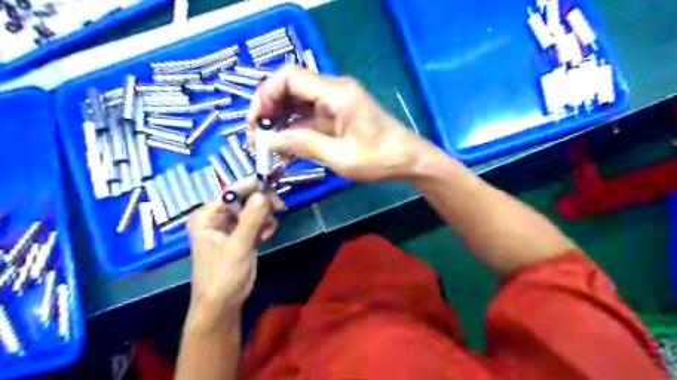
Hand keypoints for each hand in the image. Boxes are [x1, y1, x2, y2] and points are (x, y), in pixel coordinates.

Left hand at [184, 180, 280, 327]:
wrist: (223, 304)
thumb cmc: (223, 275)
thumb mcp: (238, 246)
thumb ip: (251, 219)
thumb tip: (263, 194)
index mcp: (207, 216)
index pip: (231, 192)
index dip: (251, 184)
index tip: (273, 178)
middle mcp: (218, 218)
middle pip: (245, 198)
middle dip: (262, 202)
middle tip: (280, 207)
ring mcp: (231, 227)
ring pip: (253, 209)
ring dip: (265, 216)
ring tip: (268, 230)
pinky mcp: (242, 236)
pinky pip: (257, 221)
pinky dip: (265, 225)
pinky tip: (267, 236)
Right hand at [248, 65, 432, 180]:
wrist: (408, 160)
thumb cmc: (379, 159)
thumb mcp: (340, 157)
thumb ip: (303, 145)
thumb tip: (268, 139)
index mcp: (336, 93)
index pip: (289, 77)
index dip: (266, 95)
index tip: (256, 120)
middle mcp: (334, 90)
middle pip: (291, 88)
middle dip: (270, 109)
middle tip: (257, 135)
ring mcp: (336, 102)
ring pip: (298, 103)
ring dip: (281, 121)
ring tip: (267, 144)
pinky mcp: (338, 115)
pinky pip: (310, 117)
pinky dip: (295, 130)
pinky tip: (286, 147)